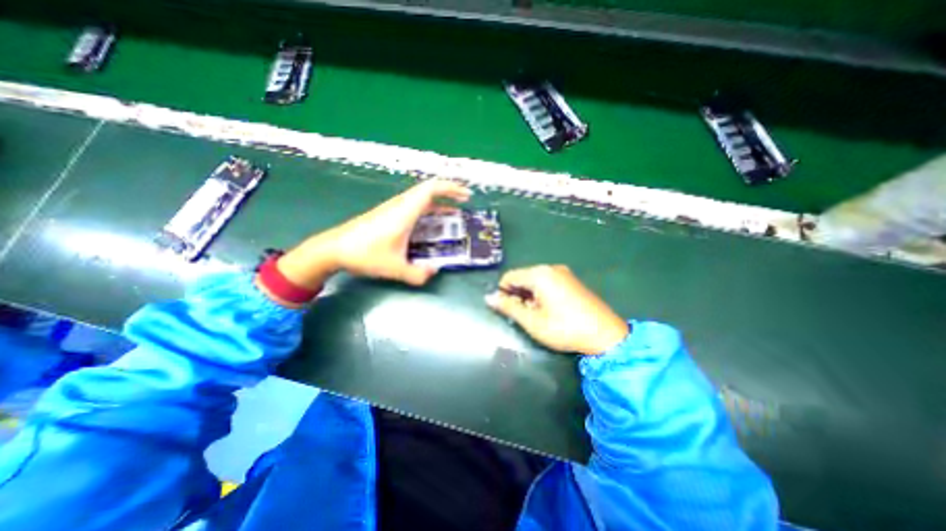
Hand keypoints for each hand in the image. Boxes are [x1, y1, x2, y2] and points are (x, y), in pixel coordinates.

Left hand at [274, 181, 469, 292]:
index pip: (431, 190)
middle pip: (428, 190)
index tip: (465, 194)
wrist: (333, 249)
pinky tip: (431, 223)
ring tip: (453, 214)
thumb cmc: (364, 254)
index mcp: (404, 212)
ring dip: (439, 203)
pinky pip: (413, 206)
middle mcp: (400, 206)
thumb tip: (434, 272)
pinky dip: (428, 210)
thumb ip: (417, 274)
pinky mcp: (387, 214)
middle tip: (464, 202)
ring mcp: (393, 209)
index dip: (450, 189)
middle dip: (449, 193)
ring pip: (420, 198)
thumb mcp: (394, 268)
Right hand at [487, 266, 626, 356]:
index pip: (510, 277)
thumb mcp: (532, 321)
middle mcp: (551, 268)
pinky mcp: (571, 280)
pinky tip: (548, 310)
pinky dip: (541, 294)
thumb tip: (489, 297)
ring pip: (535, 281)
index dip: (503, 292)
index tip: (506, 310)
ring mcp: (563, 273)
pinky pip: (548, 282)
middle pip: (523, 277)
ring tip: (536, 315)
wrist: (606, 335)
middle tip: (523, 316)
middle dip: (517, 295)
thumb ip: (509, 307)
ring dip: (529, 296)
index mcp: (540, 274)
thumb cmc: (564, 328)